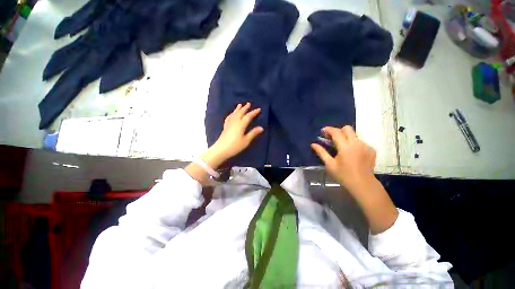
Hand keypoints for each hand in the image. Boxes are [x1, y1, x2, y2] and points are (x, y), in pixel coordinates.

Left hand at [202, 103, 262, 167]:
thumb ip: (253, 133)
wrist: (221, 149)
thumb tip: (261, 128)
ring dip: (238, 109)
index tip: (259, 109)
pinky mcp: (225, 126)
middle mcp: (235, 122)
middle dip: (245, 108)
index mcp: (241, 125)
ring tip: (240, 105)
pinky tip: (231, 114)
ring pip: (234, 114)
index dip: (254, 112)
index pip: (248, 116)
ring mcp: (229, 123)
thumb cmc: (235, 146)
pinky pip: (229, 117)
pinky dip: (231, 114)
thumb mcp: (246, 140)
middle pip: (241, 113)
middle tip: (248, 103)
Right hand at [311, 126, 375, 192]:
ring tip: (341, 147)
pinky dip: (353, 144)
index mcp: (345, 147)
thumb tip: (313, 144)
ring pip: (354, 135)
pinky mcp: (371, 149)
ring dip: (345, 137)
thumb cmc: (343, 175)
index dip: (328, 129)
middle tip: (332, 138)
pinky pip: (360, 141)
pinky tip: (351, 153)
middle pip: (347, 128)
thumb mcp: (329, 164)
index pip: (336, 132)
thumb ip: (321, 152)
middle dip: (338, 130)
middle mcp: (357, 143)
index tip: (322, 131)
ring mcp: (366, 146)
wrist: (363, 185)